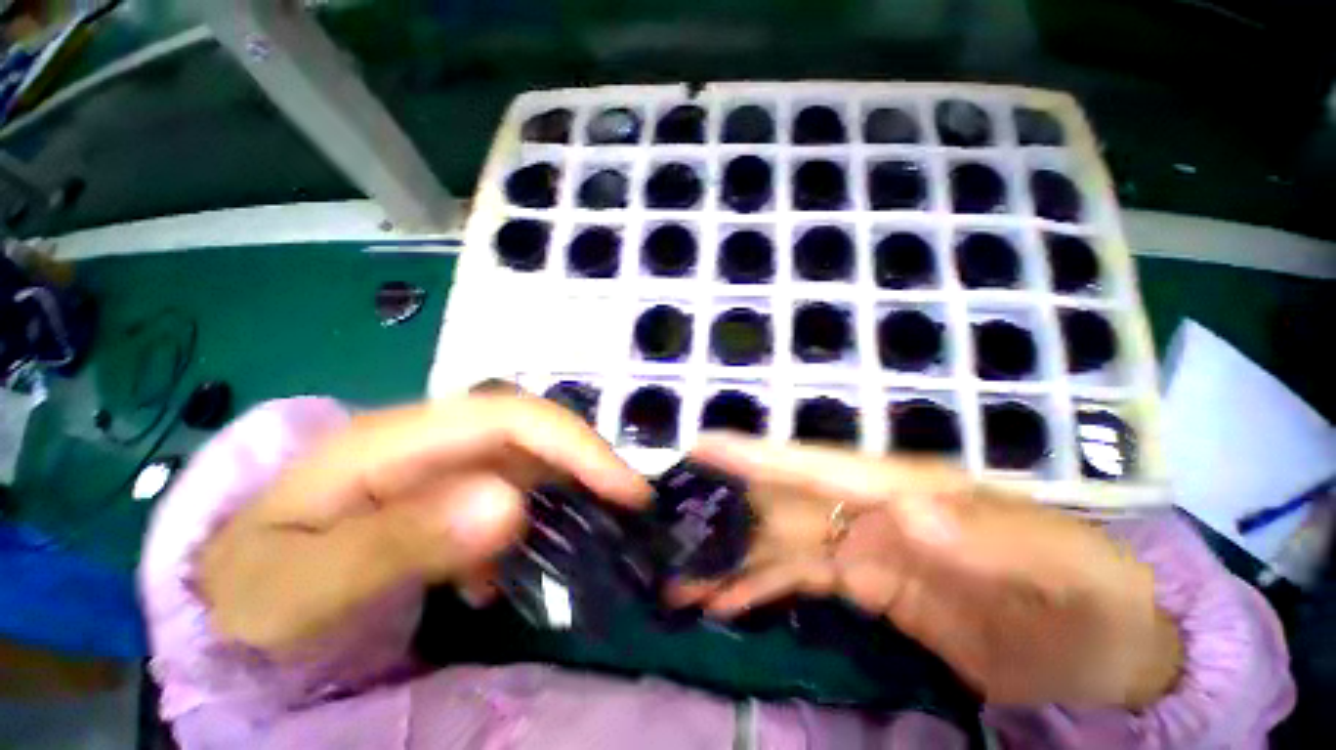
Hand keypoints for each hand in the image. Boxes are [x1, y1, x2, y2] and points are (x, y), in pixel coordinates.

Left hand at [199, 394, 650, 654]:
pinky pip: (509, 489)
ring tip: (594, 532)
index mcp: (396, 440)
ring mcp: (439, 462)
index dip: (577, 444)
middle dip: (587, 462)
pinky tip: (512, 568)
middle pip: (531, 431)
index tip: (626, 489)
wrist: (228, 593)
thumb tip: (509, 506)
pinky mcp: (443, 487)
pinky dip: (532, 517)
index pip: (511, 418)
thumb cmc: (254, 589)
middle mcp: (430, 438)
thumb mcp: (301, 582)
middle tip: (629, 508)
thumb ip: (397, 542)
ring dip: (568, 489)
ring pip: (528, 459)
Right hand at [673, 435, 1180, 708]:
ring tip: (679, 577)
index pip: (818, 465)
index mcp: (911, 490)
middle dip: (724, 509)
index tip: (704, 445)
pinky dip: (756, 586)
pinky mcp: (864, 583)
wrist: (1107, 649)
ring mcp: (863, 545)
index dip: (758, 455)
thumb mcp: (1066, 572)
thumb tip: (912, 508)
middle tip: (668, 525)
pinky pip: (795, 578)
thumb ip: (995, 538)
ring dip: (730, 556)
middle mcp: (872, 508)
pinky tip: (722, 599)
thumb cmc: (1093, 600)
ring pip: (778, 541)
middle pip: (782, 502)